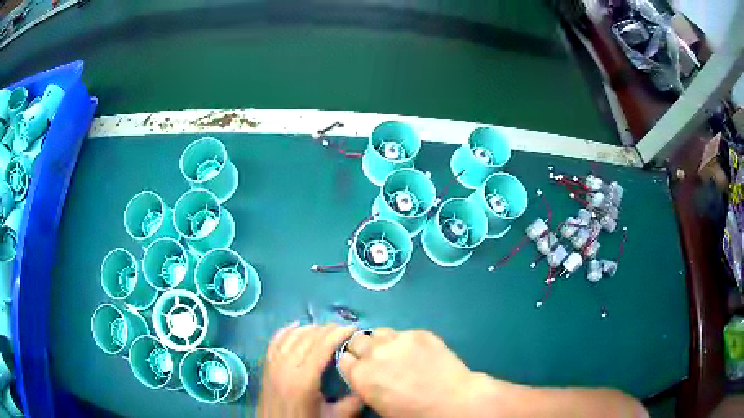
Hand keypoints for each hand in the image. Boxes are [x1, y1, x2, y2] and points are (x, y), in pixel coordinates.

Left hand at [258, 323, 362, 417]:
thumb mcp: (335, 417)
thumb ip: (354, 401)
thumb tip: (368, 383)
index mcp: (303, 379)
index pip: (321, 347)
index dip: (338, 334)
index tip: (353, 328)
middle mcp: (285, 367)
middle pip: (307, 338)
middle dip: (327, 329)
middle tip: (344, 328)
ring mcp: (273, 365)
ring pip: (291, 336)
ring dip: (309, 328)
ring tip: (326, 328)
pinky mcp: (266, 366)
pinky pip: (275, 341)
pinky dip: (286, 330)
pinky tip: (296, 325)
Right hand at [337, 328, 488, 417]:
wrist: (452, 402)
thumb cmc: (413, 413)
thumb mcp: (378, 404)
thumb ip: (365, 384)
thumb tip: (364, 374)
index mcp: (360, 374)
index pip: (343, 358)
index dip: (352, 364)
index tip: (359, 368)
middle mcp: (374, 353)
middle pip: (357, 341)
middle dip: (363, 350)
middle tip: (377, 360)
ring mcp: (398, 340)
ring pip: (379, 332)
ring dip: (382, 342)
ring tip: (395, 353)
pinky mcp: (419, 333)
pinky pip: (404, 333)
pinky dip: (405, 341)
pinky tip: (418, 352)